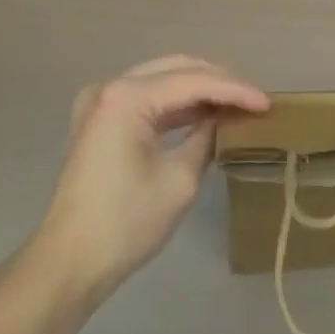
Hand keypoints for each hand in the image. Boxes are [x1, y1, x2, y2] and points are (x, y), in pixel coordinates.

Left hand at [35, 55, 268, 297]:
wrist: (67, 265)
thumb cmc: (125, 224)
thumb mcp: (180, 181)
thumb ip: (207, 137)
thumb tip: (225, 120)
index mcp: (127, 96)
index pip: (193, 81)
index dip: (234, 91)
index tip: (267, 103)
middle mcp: (111, 87)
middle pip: (176, 69)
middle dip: (217, 81)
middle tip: (252, 100)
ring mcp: (101, 101)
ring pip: (161, 79)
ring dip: (198, 90)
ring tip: (235, 104)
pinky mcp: (98, 120)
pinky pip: (145, 98)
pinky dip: (175, 104)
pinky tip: (203, 113)